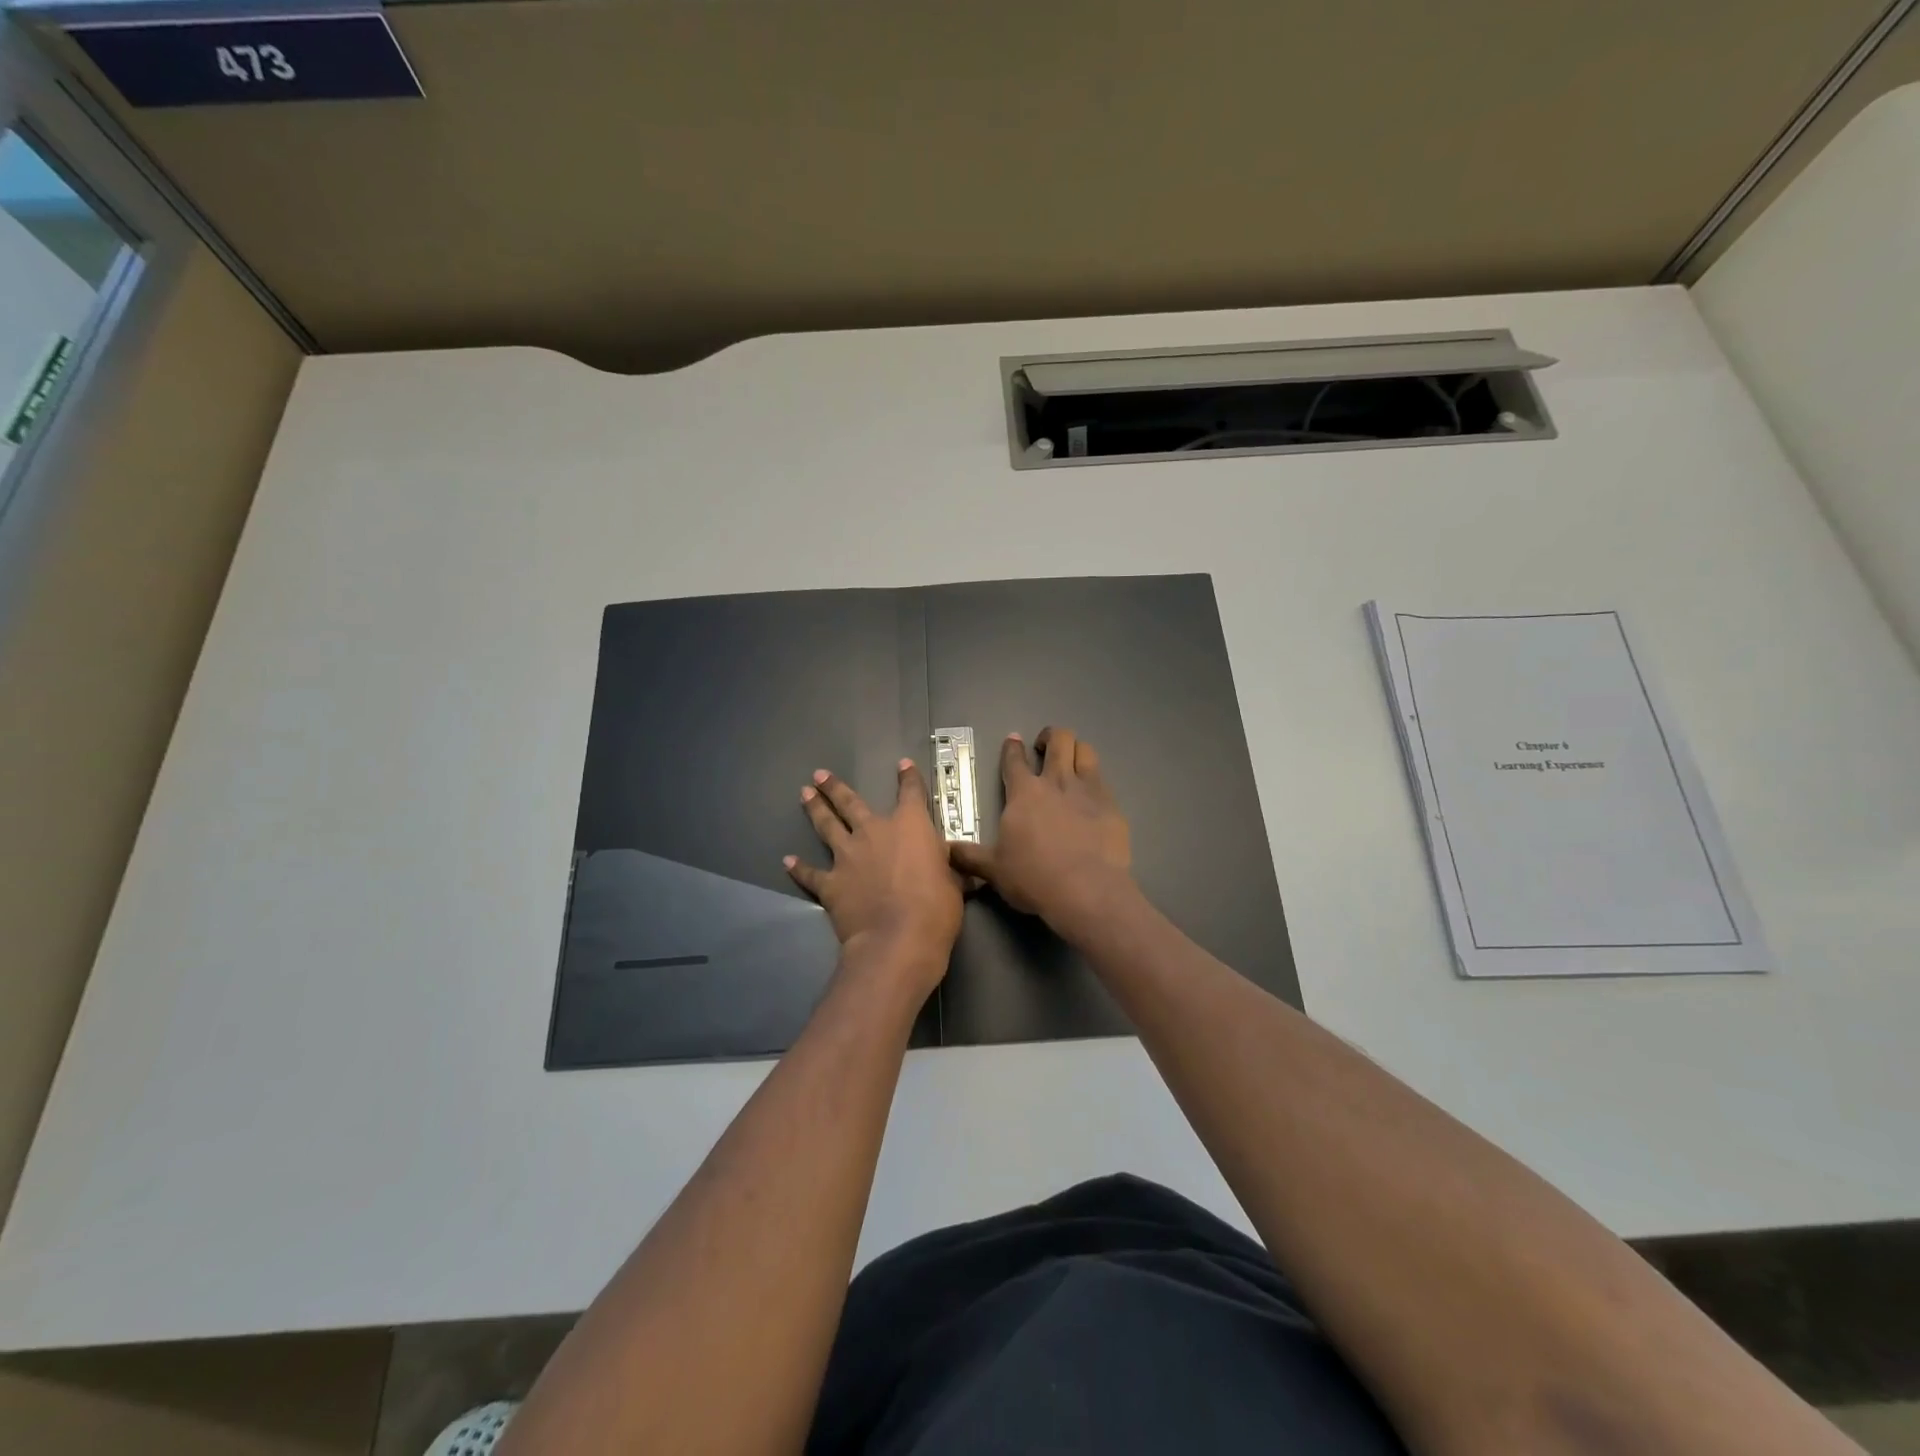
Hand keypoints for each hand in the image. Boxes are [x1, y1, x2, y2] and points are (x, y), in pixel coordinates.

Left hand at [786, 760, 962, 991]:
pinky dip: (798, 868)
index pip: (911, 793)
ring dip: (815, 808)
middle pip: (851, 802)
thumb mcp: (954, 883)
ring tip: (803, 793)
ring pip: (827, 826)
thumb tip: (966, 873)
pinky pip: (810, 873)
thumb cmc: (936, 908)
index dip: (908, 778)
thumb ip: (950, 871)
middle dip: (835, 787)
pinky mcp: (830, 883)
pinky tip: (787, 861)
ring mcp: (848, 856)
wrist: (898, 939)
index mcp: (910, 826)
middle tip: (819, 774)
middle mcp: (874, 832)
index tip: (903, 765)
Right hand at [949, 727, 1131, 931]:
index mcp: (1024, 793)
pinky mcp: (1112, 806)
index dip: (1011, 748)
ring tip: (1071, 758)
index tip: (1013, 741)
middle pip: (1058, 740)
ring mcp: (1088, 791)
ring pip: (1085, 751)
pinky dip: (1094, 779)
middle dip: (1050, 737)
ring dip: (1076, 749)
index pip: (1014, 760)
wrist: (1087, 891)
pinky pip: (1103, 780)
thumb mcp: (994, 870)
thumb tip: (945, 850)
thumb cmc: (1034, 878)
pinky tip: (1092, 794)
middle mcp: (1057, 782)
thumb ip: (969, 856)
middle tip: (1044, 746)